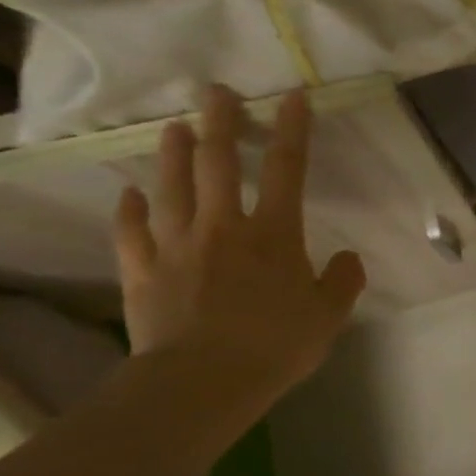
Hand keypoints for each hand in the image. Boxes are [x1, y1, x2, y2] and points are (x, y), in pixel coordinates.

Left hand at [113, 84, 365, 392]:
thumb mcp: (329, 316)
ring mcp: (176, 245)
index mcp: (274, 234)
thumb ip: (343, 281)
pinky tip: (129, 194)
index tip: (292, 97)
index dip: (292, 129)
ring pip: (171, 187)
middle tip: (216, 92)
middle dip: (220, 122)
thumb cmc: (275, 345)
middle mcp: (223, 226)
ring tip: (173, 128)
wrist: (202, 382)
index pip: (288, 169)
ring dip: (172, 154)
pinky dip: (129, 209)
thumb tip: (347, 257)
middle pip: (218, 163)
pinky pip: (131, 231)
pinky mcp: (142, 271)